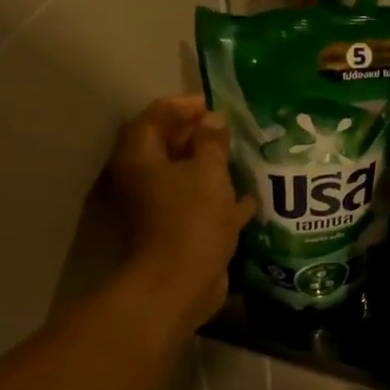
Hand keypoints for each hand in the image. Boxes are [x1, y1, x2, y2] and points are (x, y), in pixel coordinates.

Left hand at [105, 97, 254, 332]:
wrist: (180, 284)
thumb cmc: (191, 220)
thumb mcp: (208, 173)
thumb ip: (212, 142)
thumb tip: (212, 121)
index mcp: (141, 157)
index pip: (157, 115)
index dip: (186, 106)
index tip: (216, 106)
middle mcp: (143, 179)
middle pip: (170, 146)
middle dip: (201, 138)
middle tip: (233, 132)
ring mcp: (159, 208)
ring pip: (187, 179)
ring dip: (213, 170)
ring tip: (244, 160)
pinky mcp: (178, 232)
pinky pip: (199, 208)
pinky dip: (220, 202)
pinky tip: (248, 199)